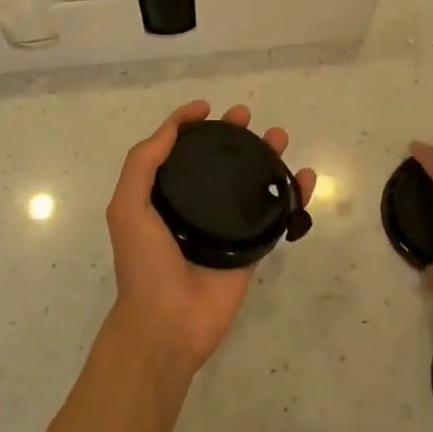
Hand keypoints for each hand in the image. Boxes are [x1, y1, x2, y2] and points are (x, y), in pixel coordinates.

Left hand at [107, 101, 315, 377]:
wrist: (168, 323)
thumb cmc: (144, 263)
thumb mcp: (128, 206)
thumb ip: (143, 163)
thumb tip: (173, 127)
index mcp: (161, 195)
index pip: (176, 150)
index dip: (188, 124)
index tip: (207, 108)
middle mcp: (193, 206)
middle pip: (216, 161)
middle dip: (231, 135)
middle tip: (246, 117)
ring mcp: (223, 226)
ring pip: (248, 182)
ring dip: (265, 156)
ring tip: (279, 137)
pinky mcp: (250, 248)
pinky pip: (274, 215)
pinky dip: (292, 195)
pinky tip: (304, 178)